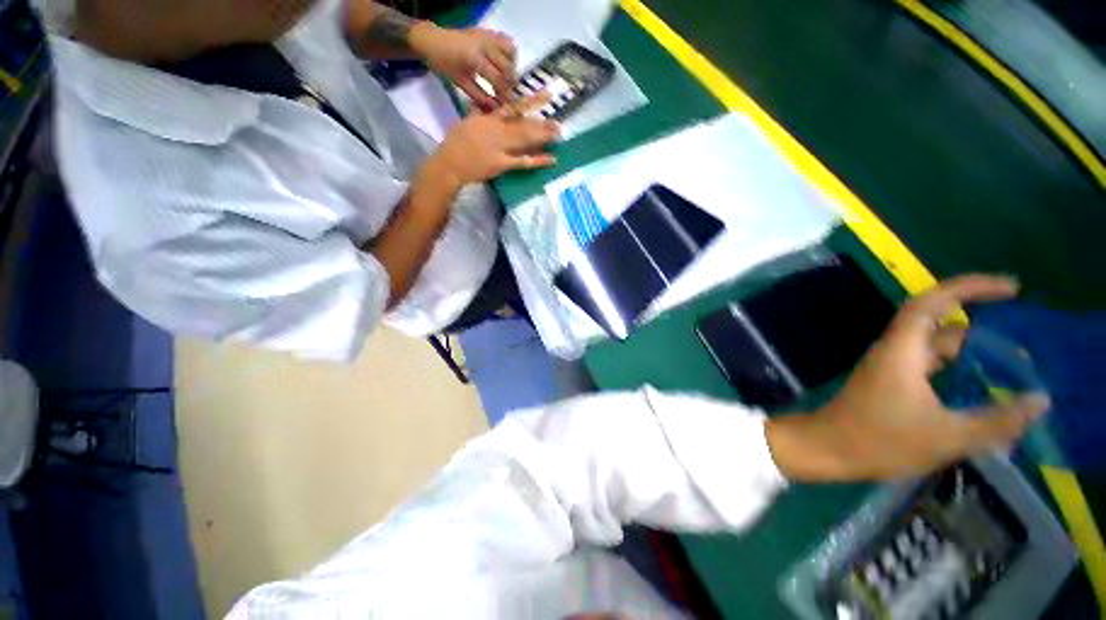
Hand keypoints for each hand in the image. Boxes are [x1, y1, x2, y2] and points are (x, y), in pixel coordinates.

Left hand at [412, 25, 516, 108]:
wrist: (431, 40)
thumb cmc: (443, 64)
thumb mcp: (460, 83)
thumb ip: (479, 96)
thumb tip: (495, 108)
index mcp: (475, 58)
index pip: (498, 79)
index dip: (505, 94)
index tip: (508, 104)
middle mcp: (484, 44)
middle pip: (507, 67)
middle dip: (509, 84)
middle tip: (507, 95)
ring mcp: (487, 36)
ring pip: (511, 52)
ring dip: (512, 67)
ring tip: (506, 79)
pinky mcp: (487, 32)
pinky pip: (506, 41)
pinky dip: (509, 54)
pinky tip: (504, 64)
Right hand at [424, 94, 558, 189]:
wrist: (449, 164)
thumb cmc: (455, 143)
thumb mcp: (466, 122)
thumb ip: (479, 113)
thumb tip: (487, 105)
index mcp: (488, 118)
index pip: (512, 106)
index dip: (530, 101)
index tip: (544, 96)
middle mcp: (496, 129)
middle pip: (523, 124)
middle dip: (541, 123)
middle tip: (559, 122)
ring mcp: (500, 147)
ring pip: (525, 139)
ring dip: (542, 137)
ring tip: (558, 135)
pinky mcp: (502, 163)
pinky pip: (522, 161)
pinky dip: (537, 160)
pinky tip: (551, 159)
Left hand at [766, 275, 1049, 481]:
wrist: (827, 448)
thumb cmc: (880, 441)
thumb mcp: (947, 437)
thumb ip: (997, 421)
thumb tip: (1040, 400)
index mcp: (902, 350)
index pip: (932, 302)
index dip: (970, 288)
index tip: (1012, 289)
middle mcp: (894, 350)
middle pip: (936, 320)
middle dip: (977, 315)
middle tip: (1019, 326)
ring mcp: (889, 365)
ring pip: (933, 344)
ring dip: (969, 346)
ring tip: (1010, 361)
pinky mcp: (889, 381)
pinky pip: (928, 363)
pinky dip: (956, 365)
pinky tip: (978, 383)